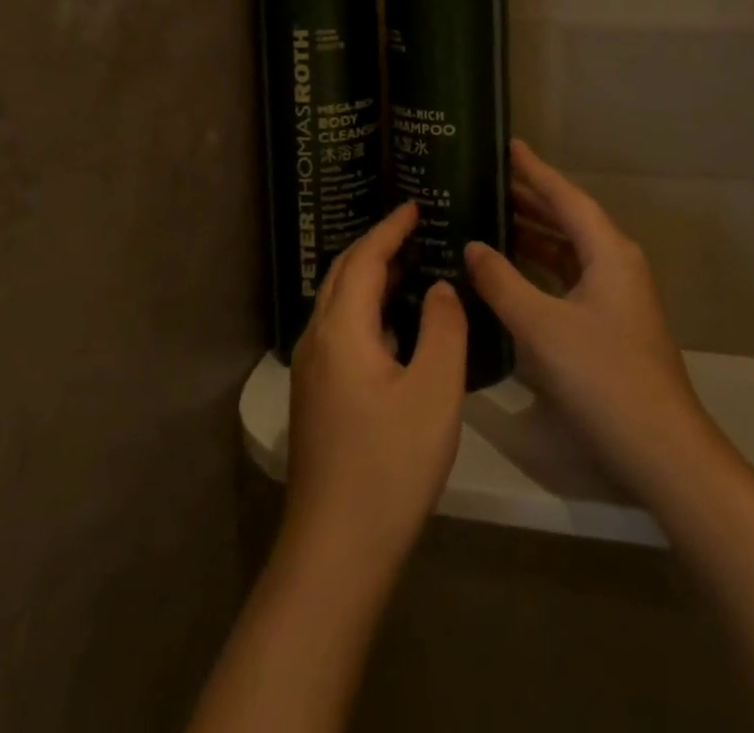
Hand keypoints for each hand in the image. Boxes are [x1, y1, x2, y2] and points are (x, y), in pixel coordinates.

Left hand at [285, 201, 466, 586]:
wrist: (336, 549)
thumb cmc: (391, 465)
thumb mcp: (434, 391)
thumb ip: (442, 328)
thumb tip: (438, 287)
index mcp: (342, 329)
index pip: (365, 259)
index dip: (390, 228)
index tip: (415, 204)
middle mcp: (318, 339)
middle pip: (344, 274)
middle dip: (377, 245)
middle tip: (414, 228)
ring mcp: (311, 369)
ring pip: (339, 303)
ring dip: (370, 276)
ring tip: (410, 266)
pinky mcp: (316, 395)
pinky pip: (341, 329)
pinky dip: (367, 308)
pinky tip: (394, 326)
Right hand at [464, 140, 724, 498]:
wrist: (662, 451)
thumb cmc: (602, 376)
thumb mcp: (540, 326)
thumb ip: (502, 282)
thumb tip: (472, 246)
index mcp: (608, 251)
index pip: (565, 197)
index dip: (535, 170)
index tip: (508, 145)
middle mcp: (616, 264)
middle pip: (568, 220)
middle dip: (530, 200)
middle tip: (487, 183)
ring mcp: (616, 296)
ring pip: (568, 251)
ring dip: (533, 235)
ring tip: (490, 220)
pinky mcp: (610, 324)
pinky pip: (569, 278)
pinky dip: (540, 269)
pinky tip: (511, 275)